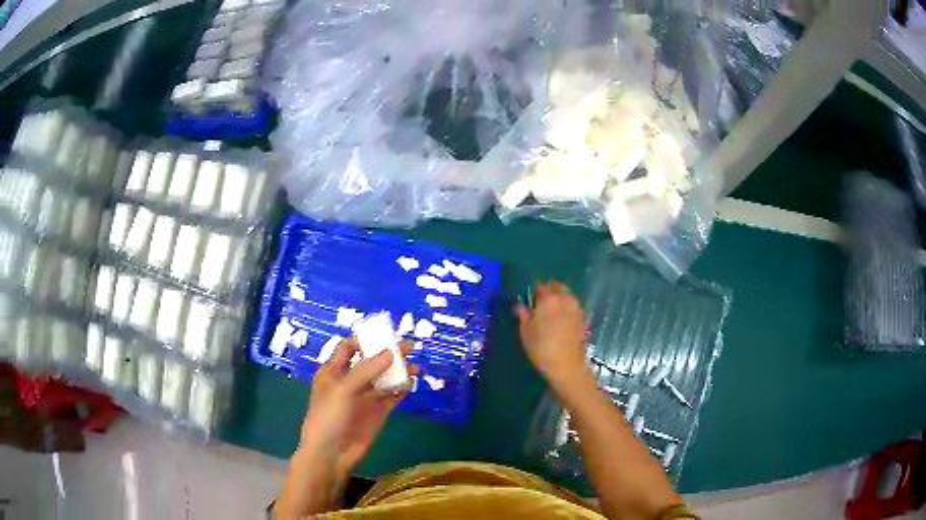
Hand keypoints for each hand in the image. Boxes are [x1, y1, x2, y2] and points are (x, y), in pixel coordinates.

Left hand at [276, 339, 416, 517]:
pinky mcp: (378, 412)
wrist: (332, 453)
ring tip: (417, 366)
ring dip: (399, 371)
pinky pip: (392, 396)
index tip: (385, 335)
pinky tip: (412, 383)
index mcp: (334, 371)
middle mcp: (350, 381)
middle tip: (410, 346)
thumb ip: (366, 370)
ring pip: (385, 378)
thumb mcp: (343, 389)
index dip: (365, 340)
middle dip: (388, 353)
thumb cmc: (329, 417)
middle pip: (371, 361)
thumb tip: (391, 352)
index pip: (349, 348)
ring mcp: (365, 397)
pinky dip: (402, 389)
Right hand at [516, 281, 589, 386]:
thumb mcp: (526, 333)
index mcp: (548, 299)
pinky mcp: (583, 318)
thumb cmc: (542, 348)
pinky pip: (573, 306)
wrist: (567, 365)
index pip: (540, 286)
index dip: (534, 292)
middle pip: (557, 287)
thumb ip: (523, 316)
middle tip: (541, 304)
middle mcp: (565, 298)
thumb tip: (520, 306)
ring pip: (567, 296)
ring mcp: (576, 308)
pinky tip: (561, 321)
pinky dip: (567, 308)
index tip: (530, 301)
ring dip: (559, 299)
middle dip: (549, 291)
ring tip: (551, 313)